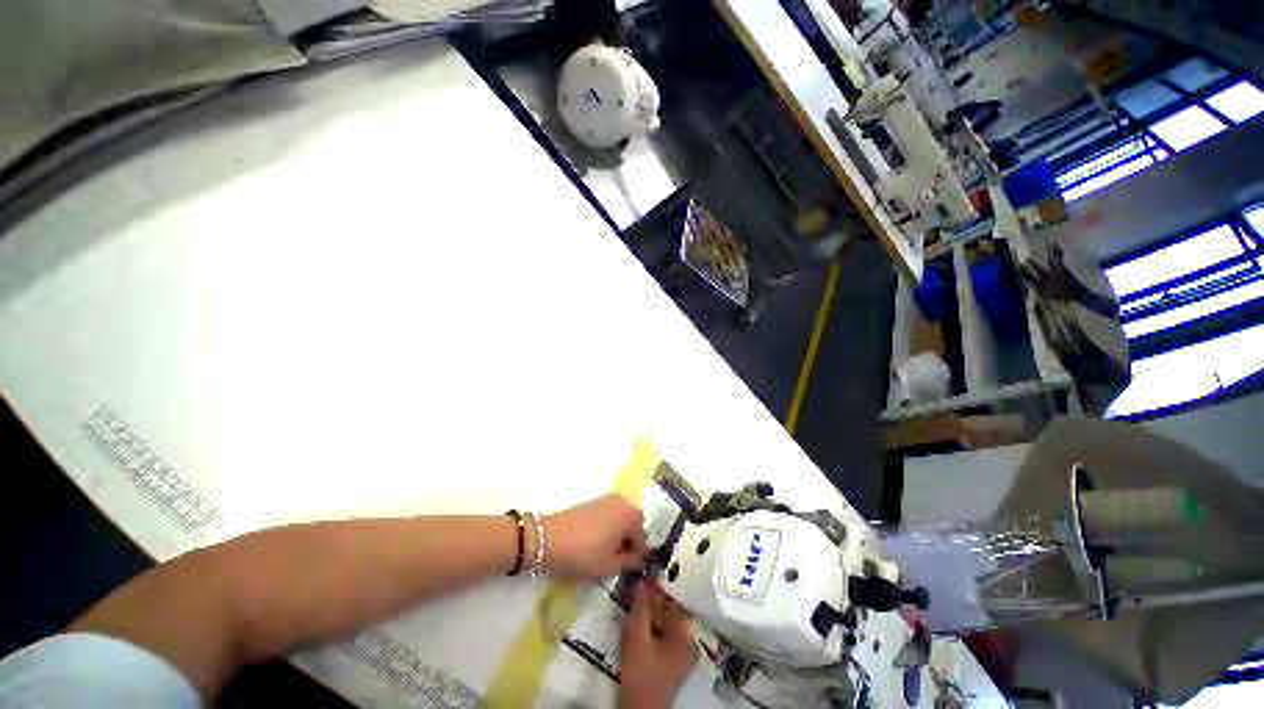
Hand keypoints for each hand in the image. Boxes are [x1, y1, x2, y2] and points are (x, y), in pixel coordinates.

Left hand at [543, 495, 646, 579]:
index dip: (638, 555)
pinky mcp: (593, 501)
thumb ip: (630, 562)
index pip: (643, 537)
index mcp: (630, 515)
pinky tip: (596, 542)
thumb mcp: (609, 565)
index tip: (630, 569)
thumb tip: (638, 560)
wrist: (549, 538)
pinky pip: (610, 514)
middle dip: (630, 541)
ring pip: (621, 518)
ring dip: (619, 533)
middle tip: (619, 561)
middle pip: (634, 523)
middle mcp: (622, 501)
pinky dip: (609, 527)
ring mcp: (606, 499)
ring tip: (607, 553)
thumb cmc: (583, 553)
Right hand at [620, 582, 697, 708]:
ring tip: (632, 612)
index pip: (673, 602)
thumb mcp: (638, 639)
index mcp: (687, 636)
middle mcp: (688, 642)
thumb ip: (641, 608)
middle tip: (633, 596)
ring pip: (661, 622)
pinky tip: (634, 629)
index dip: (656, 590)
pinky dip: (647, 628)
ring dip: (646, 616)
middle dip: (649, 604)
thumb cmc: (642, 678)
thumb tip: (643, 581)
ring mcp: (679, 652)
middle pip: (667, 611)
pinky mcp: (669, 659)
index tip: (643, 579)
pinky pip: (659, 634)